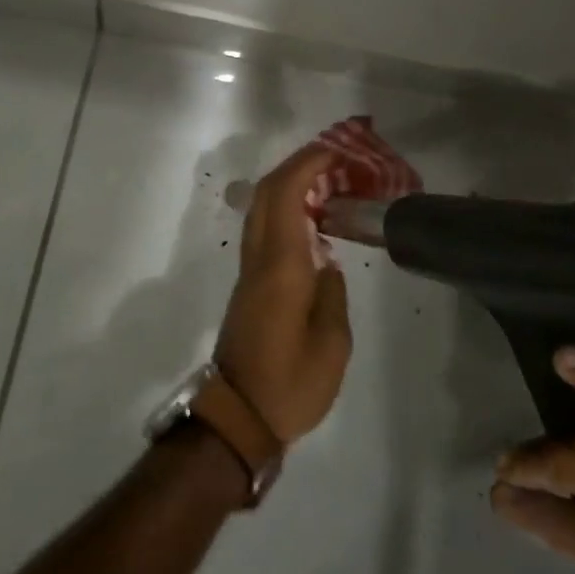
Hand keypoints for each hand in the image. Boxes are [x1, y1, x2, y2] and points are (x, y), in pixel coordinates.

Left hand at [214, 146, 351, 444]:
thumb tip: (325, 263)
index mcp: (281, 266)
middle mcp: (259, 258)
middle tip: (336, 161)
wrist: (237, 419)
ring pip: (262, 208)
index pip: (286, 195)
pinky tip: (313, 221)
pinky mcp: (249, 285)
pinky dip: (286, 208)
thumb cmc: (290, 385)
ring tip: (329, 183)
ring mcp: (249, 270)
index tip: (337, 154)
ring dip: (290, 185)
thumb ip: (333, 293)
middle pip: (268, 192)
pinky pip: (265, 228)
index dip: (308, 165)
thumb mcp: (332, 344)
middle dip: (299, 165)